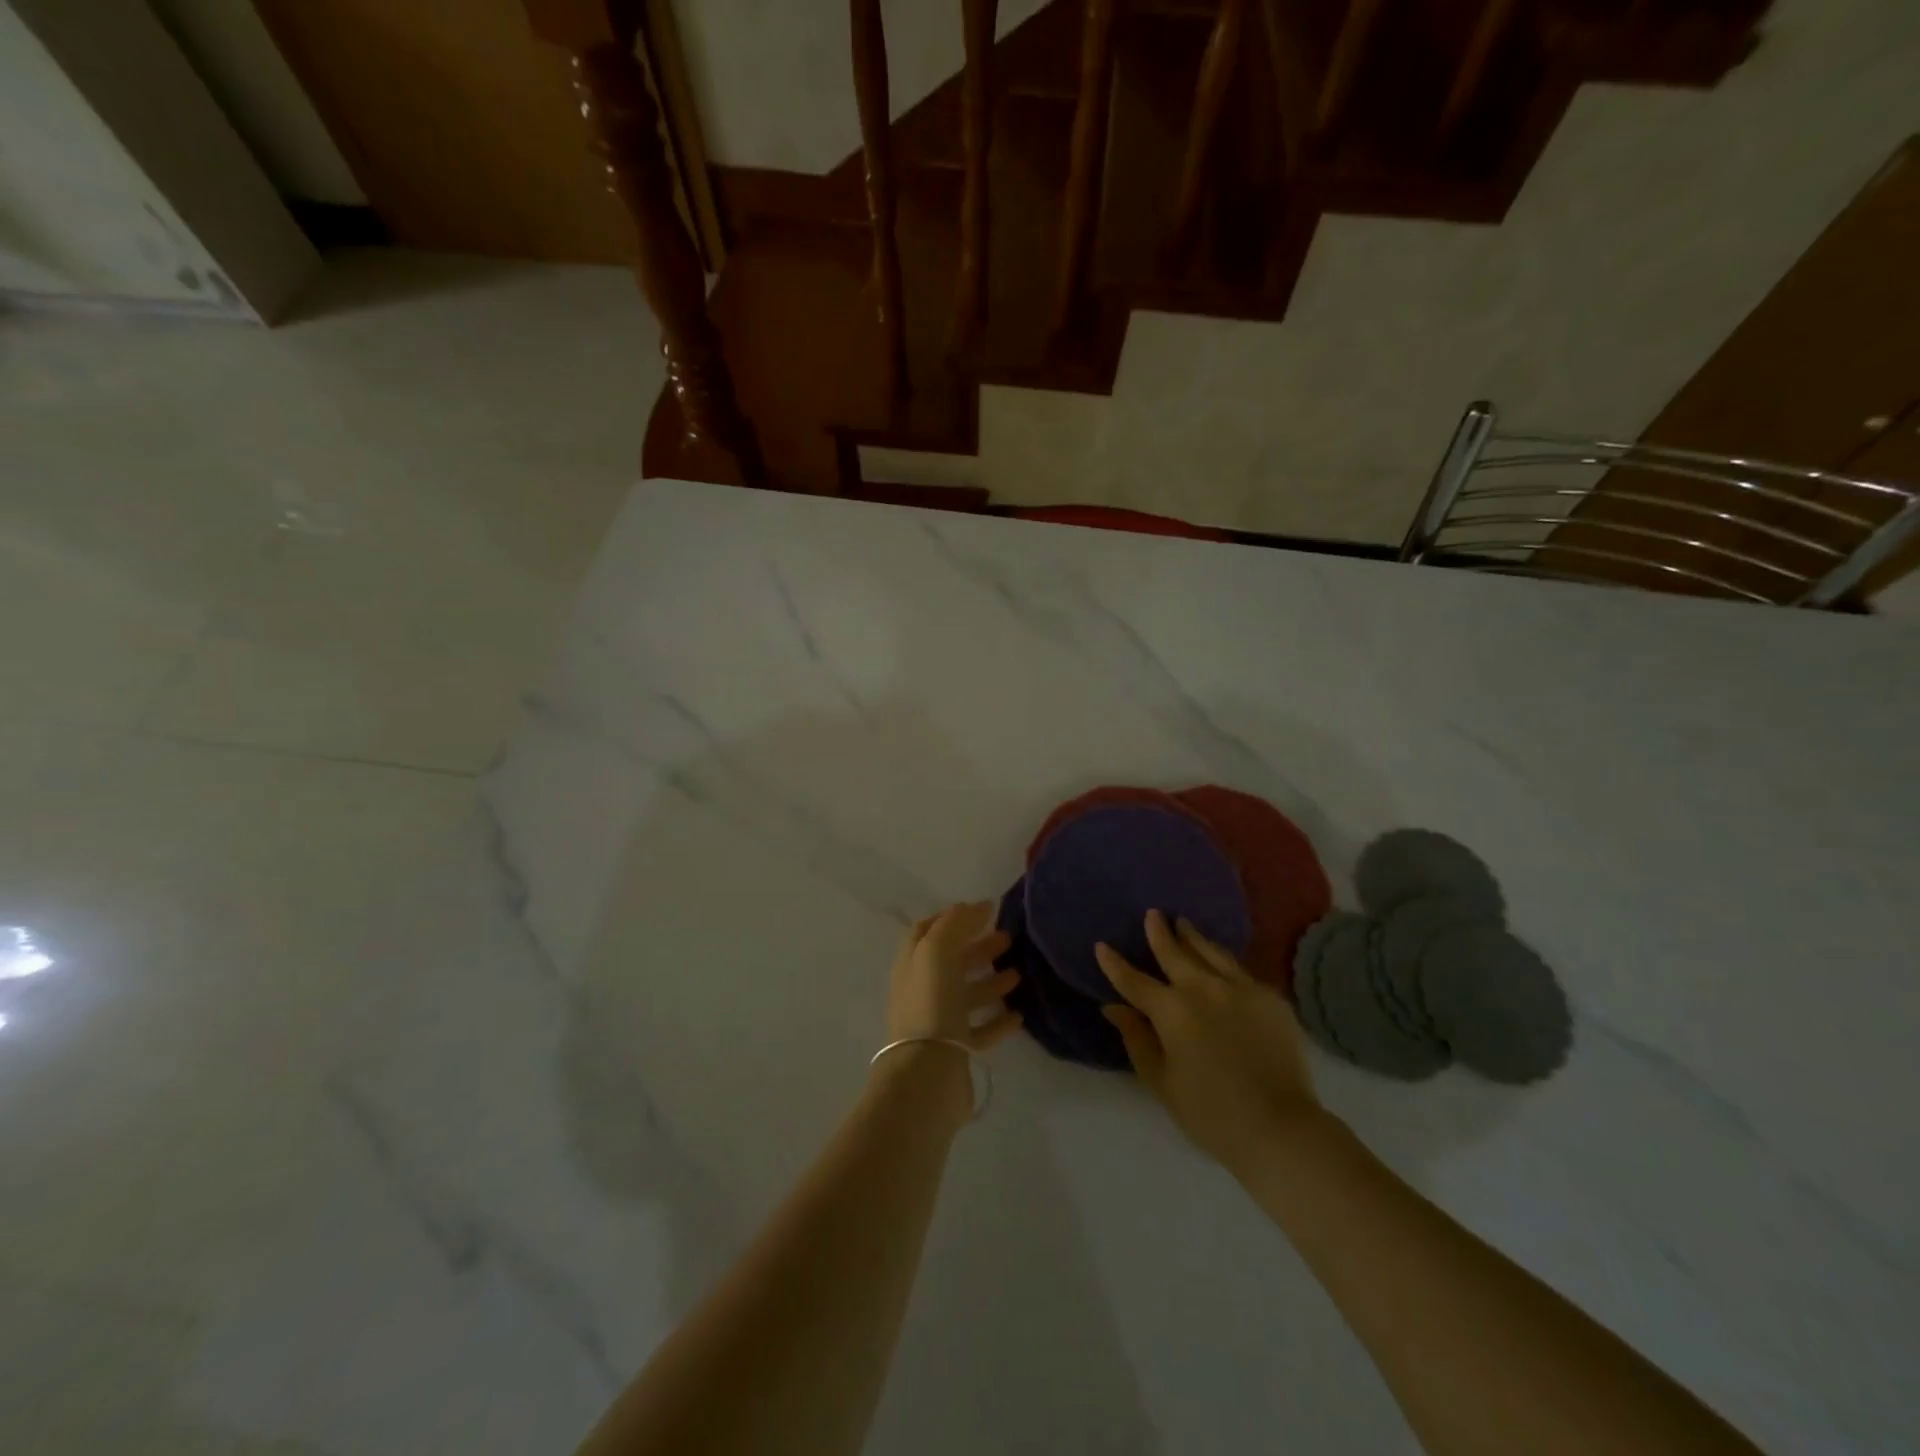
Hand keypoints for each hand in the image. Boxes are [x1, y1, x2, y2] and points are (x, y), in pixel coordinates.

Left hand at [887, 902, 1022, 1049]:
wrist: (927, 1073)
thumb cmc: (930, 1003)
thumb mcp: (937, 950)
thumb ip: (956, 924)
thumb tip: (979, 906)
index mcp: (912, 964)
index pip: (927, 932)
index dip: (952, 919)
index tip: (983, 912)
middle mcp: (921, 990)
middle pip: (950, 962)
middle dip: (977, 947)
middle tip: (1008, 939)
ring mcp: (937, 1022)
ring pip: (965, 995)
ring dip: (991, 981)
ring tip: (1019, 973)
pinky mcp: (955, 1050)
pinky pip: (979, 1030)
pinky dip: (998, 1020)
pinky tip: (1018, 1015)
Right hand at [1097, 910, 1320, 1172]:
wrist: (1280, 1127)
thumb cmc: (1210, 1113)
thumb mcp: (1161, 1080)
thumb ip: (1136, 1039)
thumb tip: (1113, 1008)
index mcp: (1171, 1010)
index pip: (1134, 981)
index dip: (1115, 964)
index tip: (1102, 946)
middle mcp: (1203, 988)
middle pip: (1174, 953)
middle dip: (1159, 932)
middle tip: (1153, 914)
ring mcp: (1240, 988)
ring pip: (1210, 952)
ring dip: (1193, 937)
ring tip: (1184, 924)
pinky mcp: (1269, 997)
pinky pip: (1239, 969)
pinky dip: (1223, 959)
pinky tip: (1221, 959)